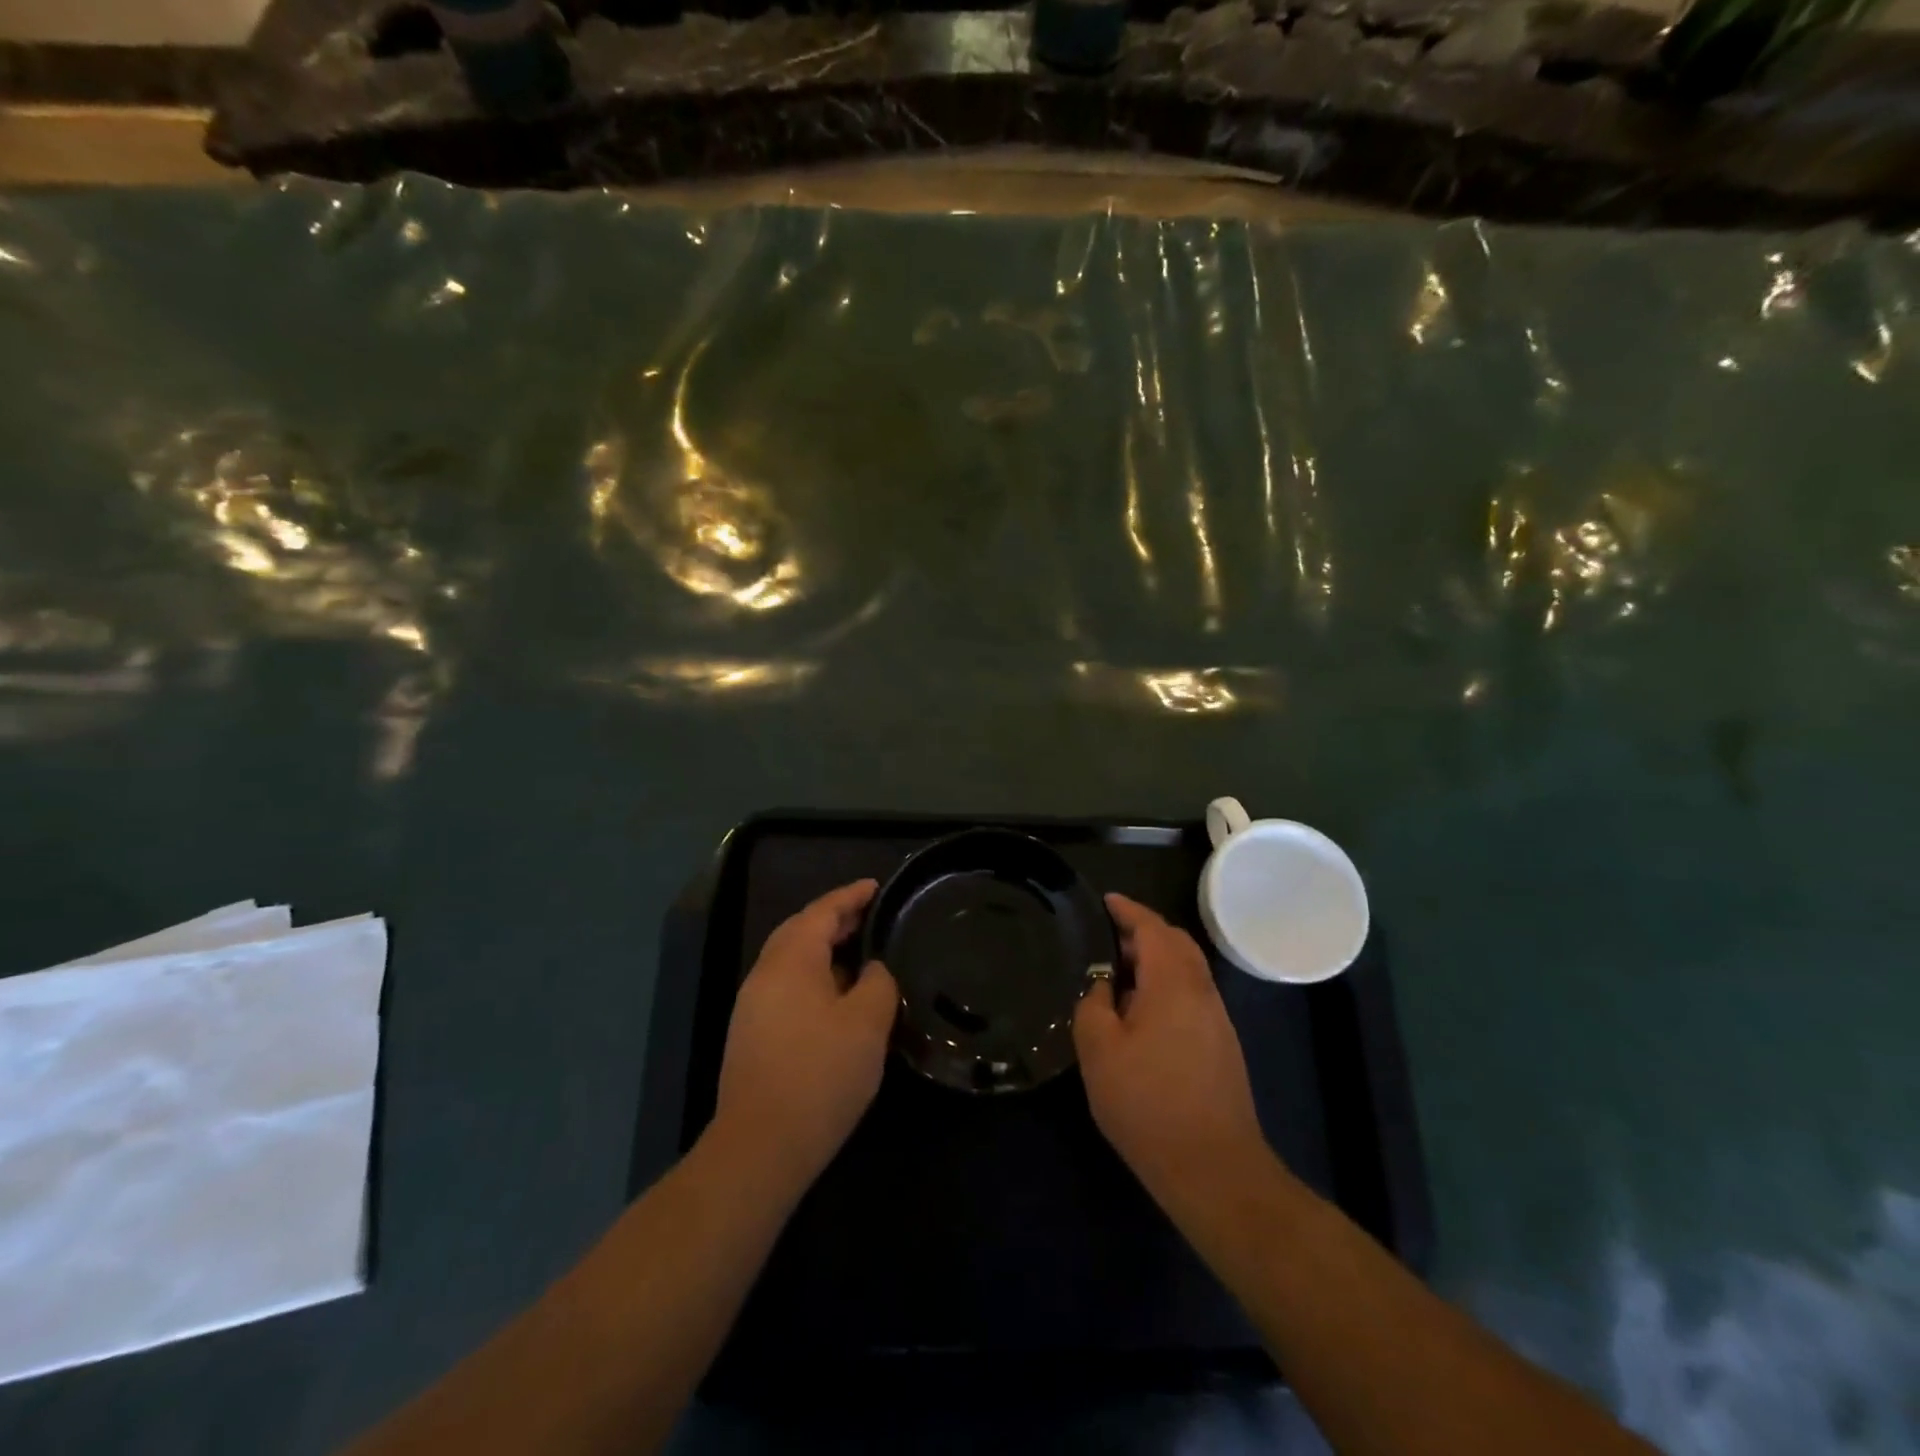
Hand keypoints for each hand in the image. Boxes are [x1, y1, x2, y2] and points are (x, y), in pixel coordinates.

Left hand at [710, 880, 898, 1194]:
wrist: (761, 1146)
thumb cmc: (820, 1074)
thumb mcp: (867, 1023)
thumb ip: (877, 982)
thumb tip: (871, 969)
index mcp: (791, 960)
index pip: (821, 911)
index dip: (850, 896)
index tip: (876, 886)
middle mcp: (765, 974)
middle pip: (800, 930)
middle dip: (835, 918)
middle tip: (871, 915)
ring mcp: (753, 1006)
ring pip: (791, 960)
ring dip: (824, 949)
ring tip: (860, 951)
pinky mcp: (752, 1035)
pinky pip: (787, 986)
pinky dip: (814, 976)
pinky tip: (838, 997)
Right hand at [1073, 894, 1268, 1210]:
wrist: (1214, 1169)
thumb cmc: (1148, 1104)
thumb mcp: (1100, 1051)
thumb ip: (1094, 1005)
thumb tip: (1103, 986)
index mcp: (1173, 982)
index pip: (1152, 928)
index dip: (1127, 910)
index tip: (1105, 900)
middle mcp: (1202, 991)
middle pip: (1176, 943)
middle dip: (1143, 931)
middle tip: (1107, 936)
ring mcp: (1217, 1019)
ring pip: (1187, 970)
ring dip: (1156, 959)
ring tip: (1119, 973)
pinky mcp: (1222, 1046)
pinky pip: (1191, 995)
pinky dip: (1166, 984)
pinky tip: (1141, 1012)